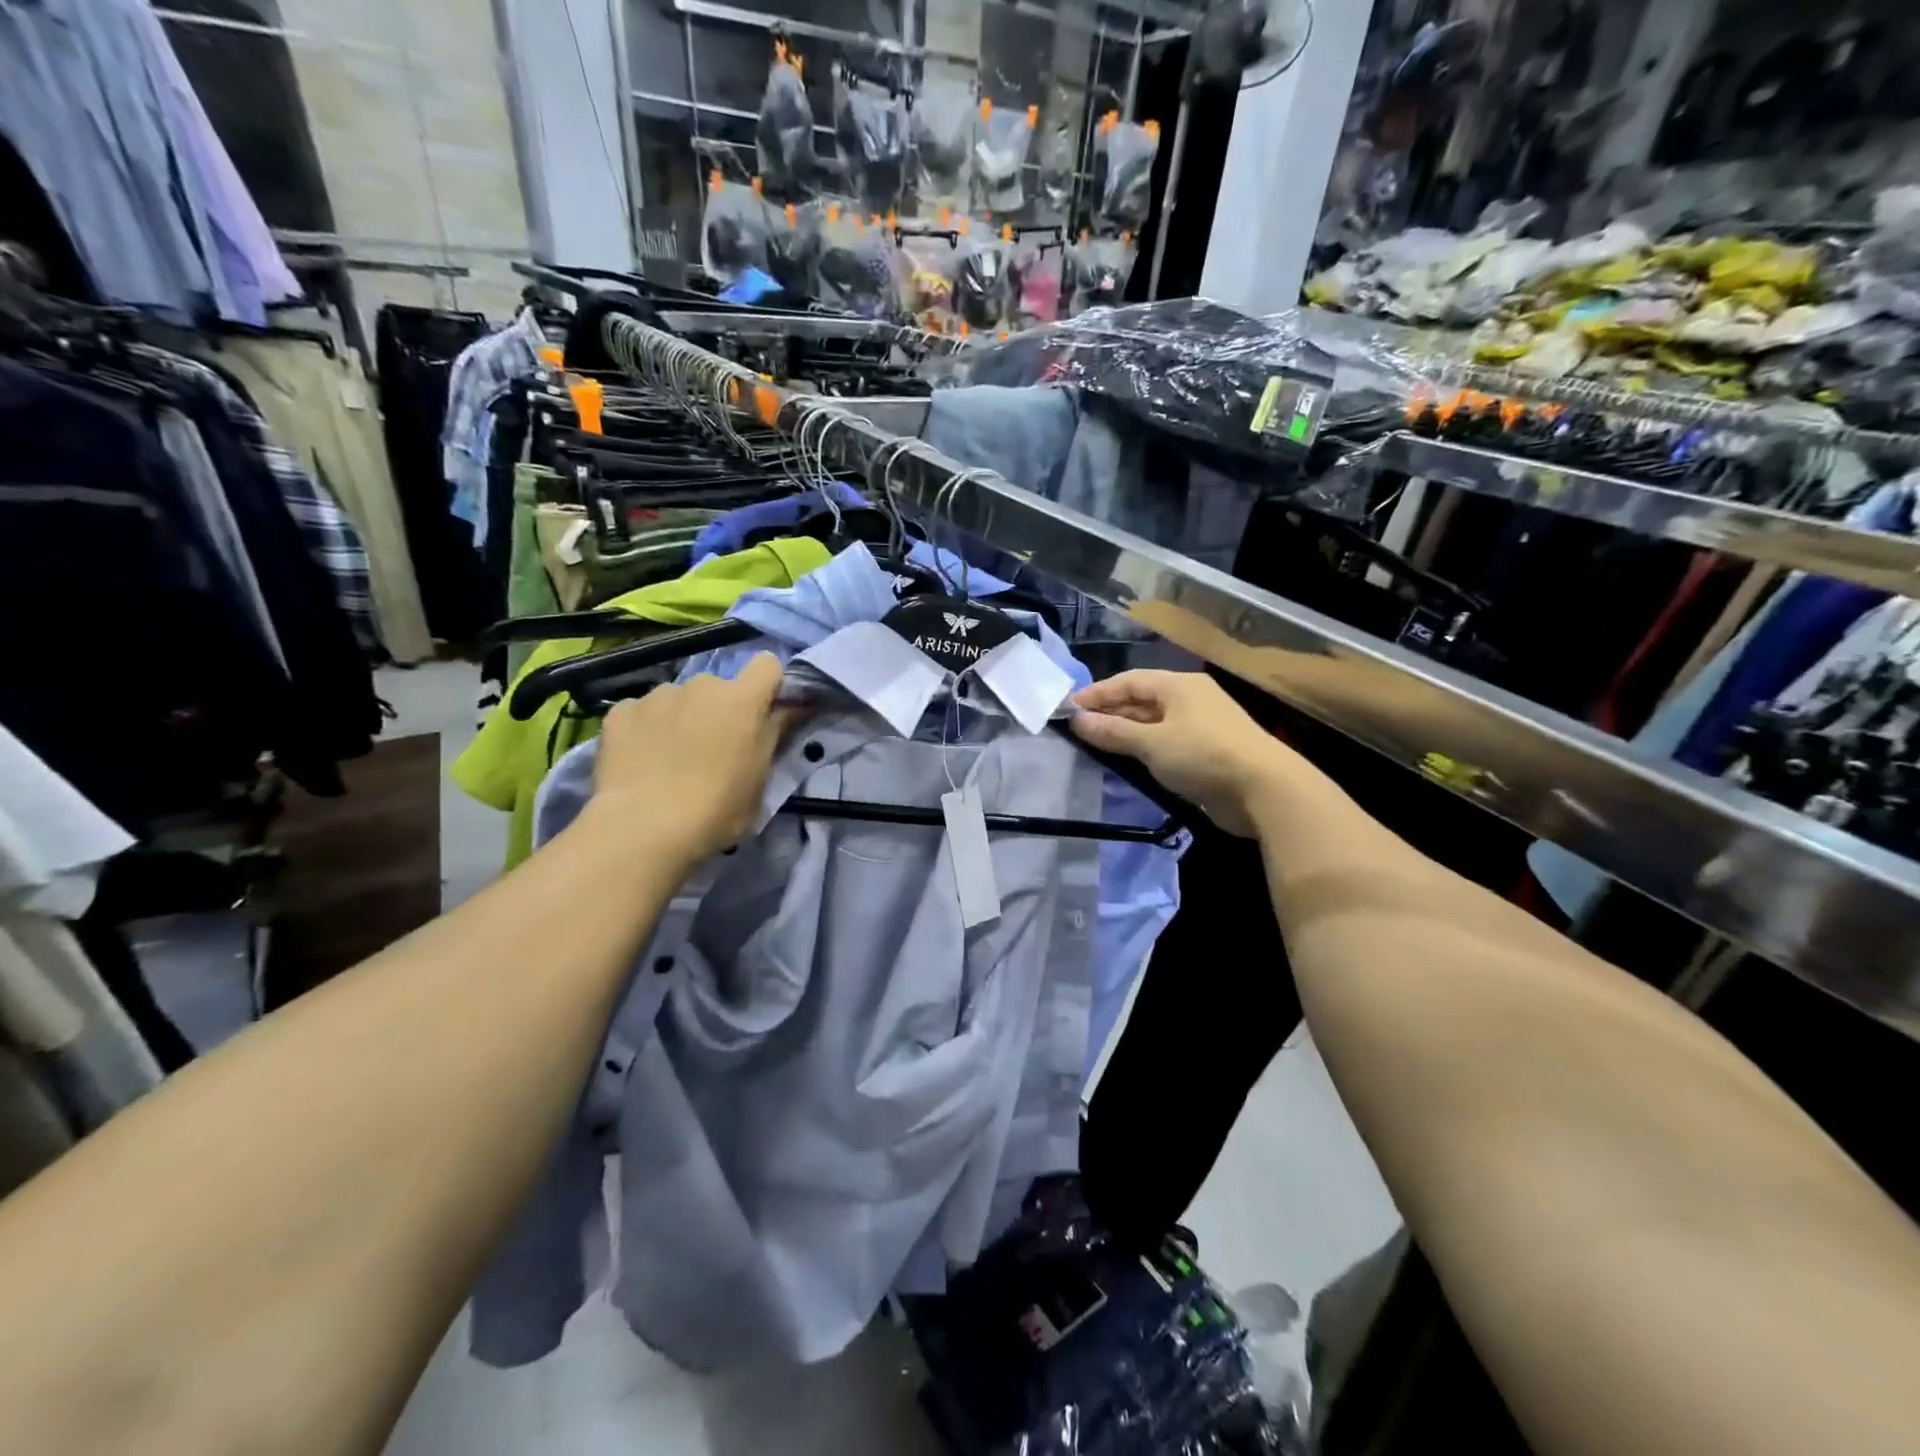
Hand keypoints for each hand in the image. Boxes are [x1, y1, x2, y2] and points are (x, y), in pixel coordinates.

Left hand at [587, 654, 797, 863]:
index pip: (767, 665)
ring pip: (678, 699)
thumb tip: (794, 707)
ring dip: (681, 718)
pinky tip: (640, 760)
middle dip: (719, 710)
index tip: (764, 713)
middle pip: (719, 687)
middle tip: (713, 750)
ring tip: (669, 759)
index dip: (768, 685)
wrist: (644, 827)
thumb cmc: (717, 808)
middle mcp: (701, 685)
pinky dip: (645, 729)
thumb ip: (776, 734)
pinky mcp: (621, 711)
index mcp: (742, 700)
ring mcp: (658, 695)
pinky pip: (641, 712)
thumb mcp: (761, 778)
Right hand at [1070, 671, 1295, 836]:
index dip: (1097, 693)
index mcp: (1179, 685)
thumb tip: (1077, 720)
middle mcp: (1190, 698)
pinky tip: (1128, 761)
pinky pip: (1166, 743)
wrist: (1264, 790)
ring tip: (1096, 746)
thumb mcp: (1151, 743)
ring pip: (1154, 723)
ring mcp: (1201, 725)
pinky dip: (1145, 749)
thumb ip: (1113, 731)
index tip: (1068, 709)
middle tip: (1078, 729)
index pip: (1129, 681)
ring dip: (1126, 732)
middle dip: (1110, 713)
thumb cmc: (1203, 755)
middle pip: (1141, 700)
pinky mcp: (1208, 751)